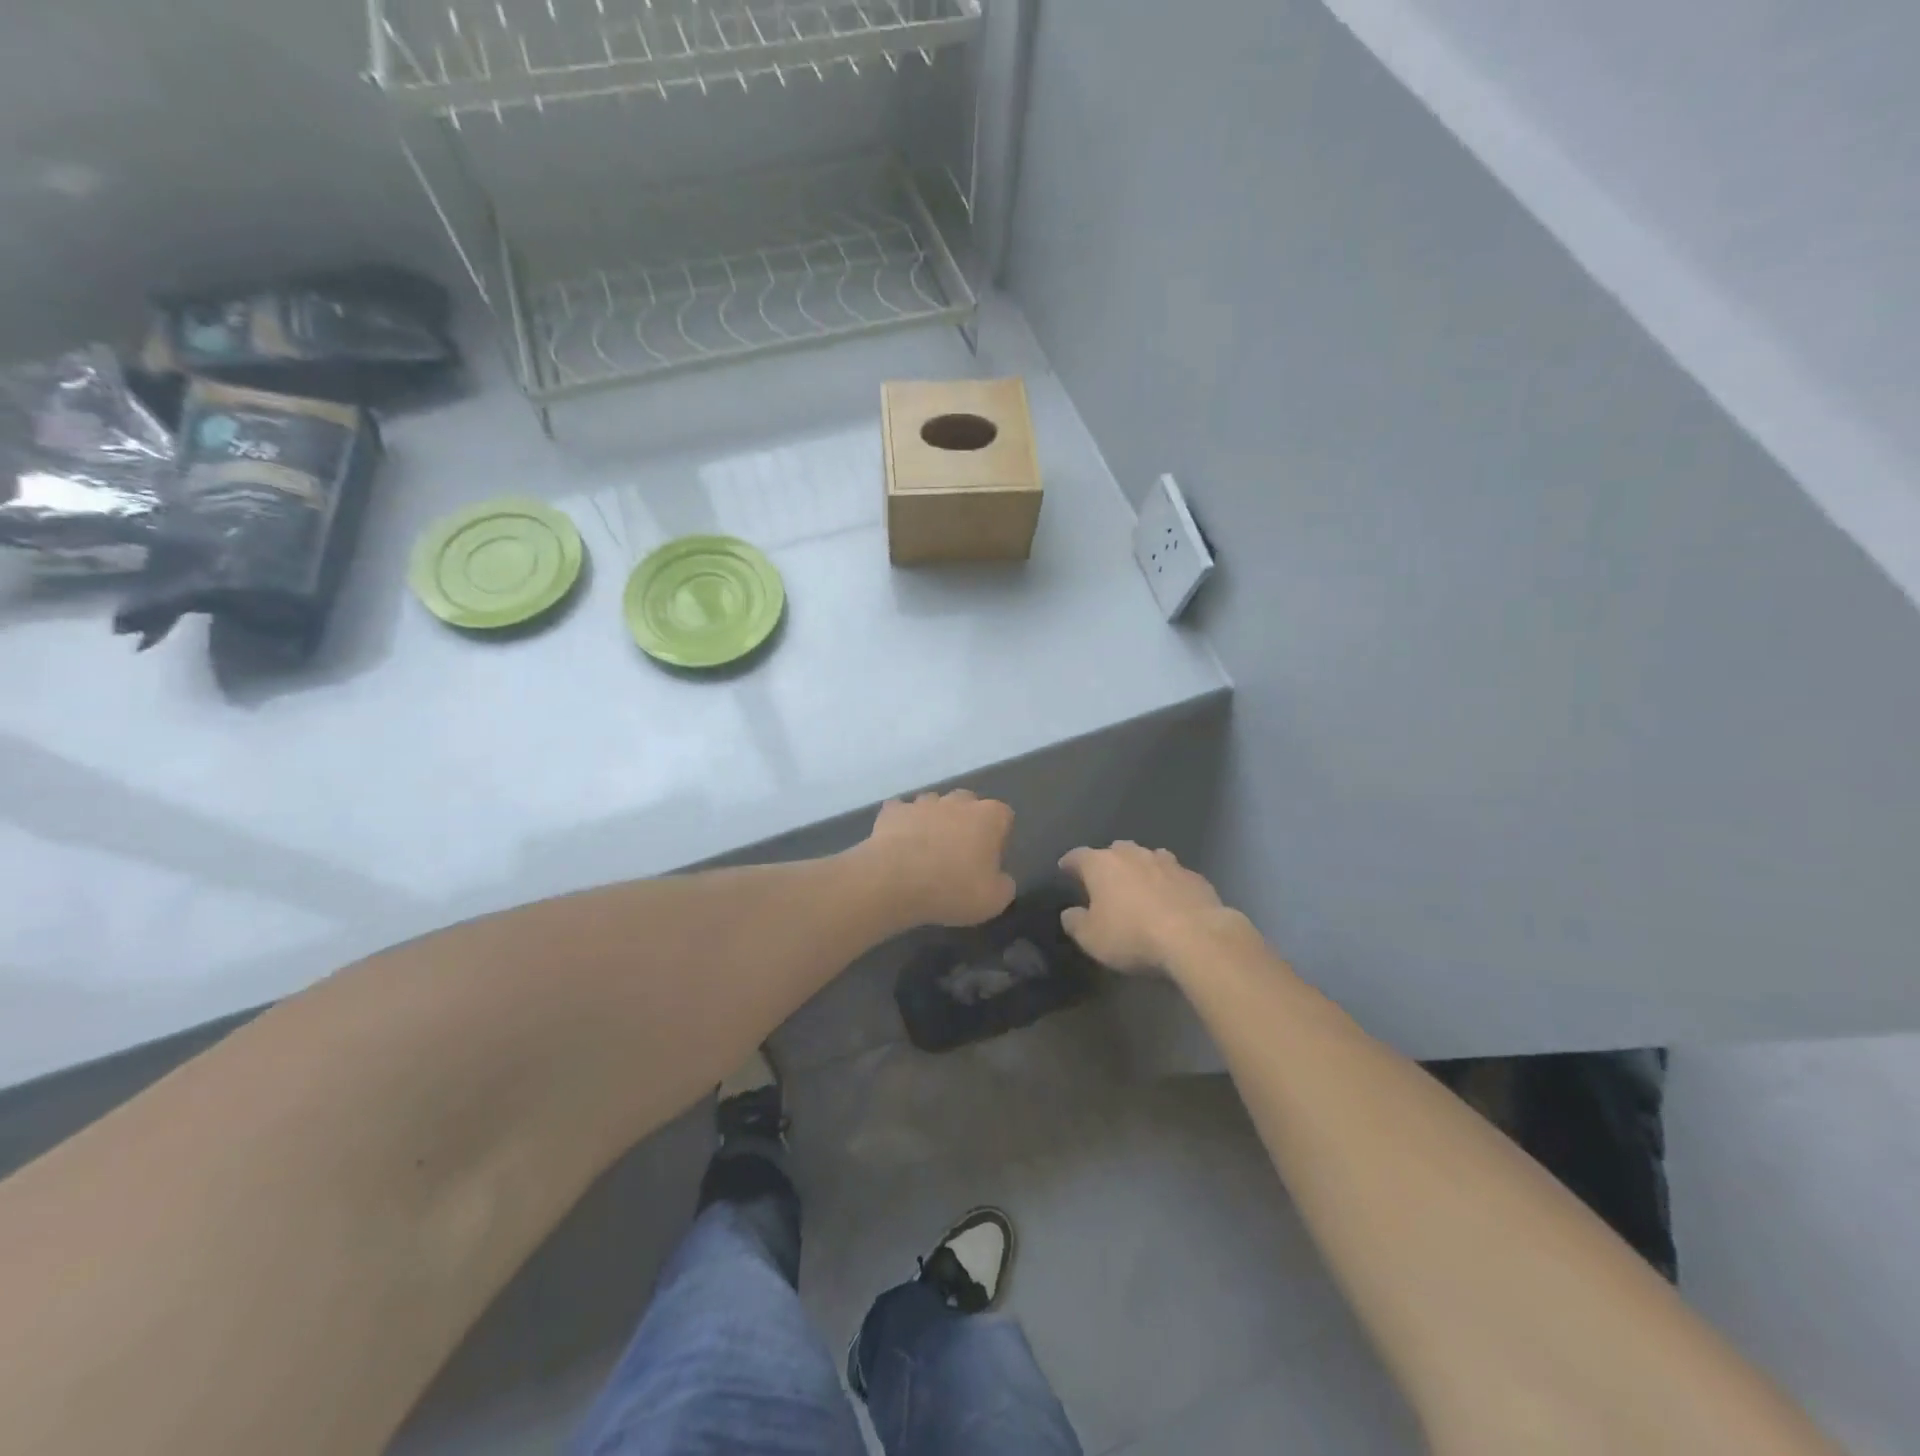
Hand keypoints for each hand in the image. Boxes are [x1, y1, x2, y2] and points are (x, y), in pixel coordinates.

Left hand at [863, 791, 1016, 926]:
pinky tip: (898, 844)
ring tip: (926, 850)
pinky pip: (901, 812)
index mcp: (989, 816)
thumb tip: (999, 878)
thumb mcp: (994, 900)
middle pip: (968, 803)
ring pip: (933, 804)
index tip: (989, 859)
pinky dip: (902, 824)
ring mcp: (923, 803)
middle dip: (965, 822)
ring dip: (933, 821)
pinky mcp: (893, 811)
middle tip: (958, 853)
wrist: (895, 881)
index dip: (998, 836)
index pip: (1004, 815)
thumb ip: (1004, 884)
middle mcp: (957, 801)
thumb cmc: (952, 888)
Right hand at [1057, 842, 1232, 972]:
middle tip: (1105, 880)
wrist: (1195, 937)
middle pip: (1115, 850)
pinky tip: (1171, 899)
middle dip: (1108, 862)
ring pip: (1148, 857)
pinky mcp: (1194, 876)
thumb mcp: (1092, 938)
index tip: (1065, 869)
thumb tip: (1070, 913)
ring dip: (1141, 868)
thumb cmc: (1132, 936)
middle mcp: (1132, 855)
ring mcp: (1167, 862)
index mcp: (1101, 864)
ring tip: (1140, 886)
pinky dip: (1168, 883)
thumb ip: (1076, 923)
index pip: (1078, 856)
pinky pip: (1174, 875)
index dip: (1070, 863)